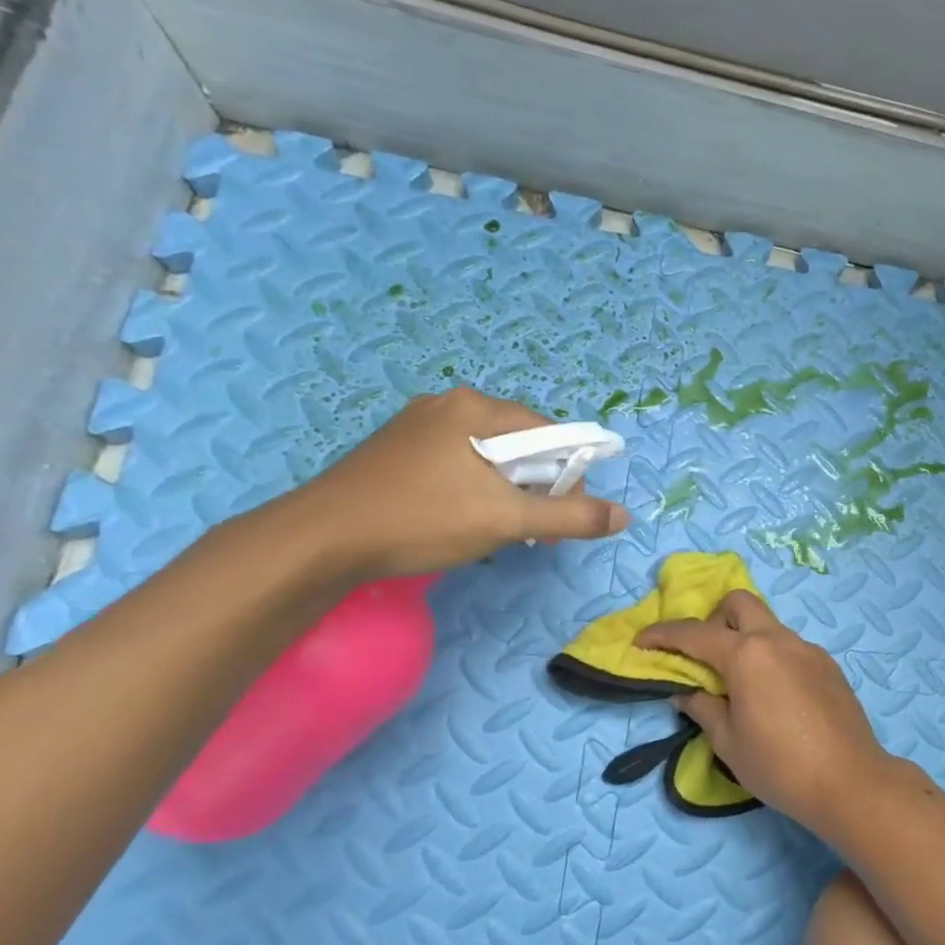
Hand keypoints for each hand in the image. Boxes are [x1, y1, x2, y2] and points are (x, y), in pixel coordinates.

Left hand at [284, 388, 628, 579]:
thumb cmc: (422, 519)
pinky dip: (473, 488)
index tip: (561, 513)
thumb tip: (624, 515)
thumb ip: (571, 516)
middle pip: (518, 442)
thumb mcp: (507, 520)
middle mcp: (447, 405)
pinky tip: (459, 518)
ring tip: (496, 526)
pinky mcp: (396, 450)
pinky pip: (456, 462)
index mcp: (475, 408)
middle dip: (535, 484)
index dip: (567, 473)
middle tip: (530, 526)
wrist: (320, 540)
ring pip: (486, 455)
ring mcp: (416, 426)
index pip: (549, 432)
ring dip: (505, 489)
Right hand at [635, 591, 892, 831]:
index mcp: (747, 655)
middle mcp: (778, 640)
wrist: (849, 780)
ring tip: (740, 683)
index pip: (695, 634)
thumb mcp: (728, 742)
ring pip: (768, 625)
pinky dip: (772, 657)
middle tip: (705, 656)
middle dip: (714, 618)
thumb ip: (703, 708)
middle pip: (740, 603)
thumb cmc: (779, 766)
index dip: (663, 635)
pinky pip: (790, 647)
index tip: (641, 641)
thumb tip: (686, 691)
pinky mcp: (828, 665)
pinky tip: (775, 697)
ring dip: (746, 639)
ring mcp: (808, 649)